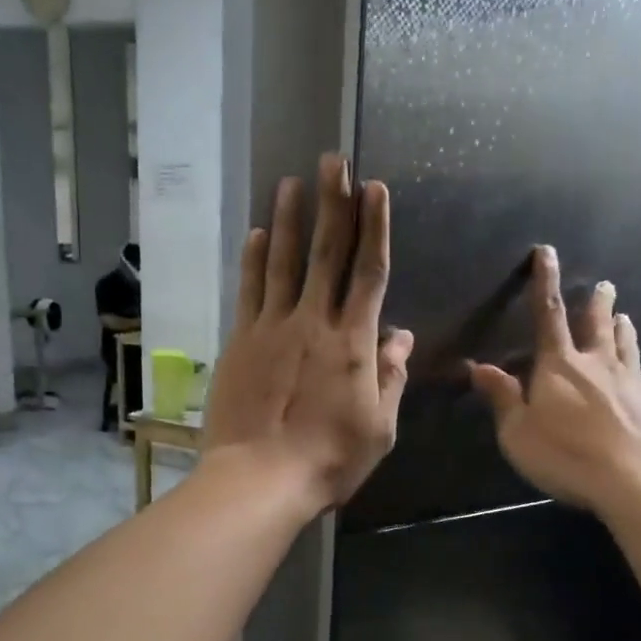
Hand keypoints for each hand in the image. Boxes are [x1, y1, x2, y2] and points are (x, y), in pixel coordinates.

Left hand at [202, 154, 414, 515]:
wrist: (260, 479)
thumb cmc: (329, 460)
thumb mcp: (379, 428)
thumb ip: (390, 377)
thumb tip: (400, 336)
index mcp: (352, 343)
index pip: (369, 273)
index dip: (374, 228)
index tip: (375, 189)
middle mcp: (313, 323)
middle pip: (326, 254)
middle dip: (333, 204)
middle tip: (333, 161)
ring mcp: (272, 328)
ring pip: (282, 262)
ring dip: (288, 220)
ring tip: (291, 182)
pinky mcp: (241, 341)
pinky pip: (249, 291)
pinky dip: (252, 260)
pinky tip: (254, 234)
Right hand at [471, 246, 640, 513]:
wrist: (637, 479)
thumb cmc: (568, 455)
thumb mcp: (518, 433)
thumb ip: (502, 398)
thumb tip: (479, 367)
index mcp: (560, 366)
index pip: (548, 316)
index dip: (544, 283)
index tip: (546, 252)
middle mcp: (598, 366)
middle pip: (597, 327)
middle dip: (598, 304)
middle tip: (606, 286)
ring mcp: (632, 385)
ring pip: (628, 349)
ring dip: (625, 332)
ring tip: (626, 317)